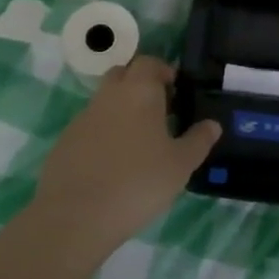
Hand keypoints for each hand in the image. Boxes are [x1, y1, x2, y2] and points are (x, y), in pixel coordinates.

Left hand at [30, 56, 221, 253]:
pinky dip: (103, 134)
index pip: (149, 62)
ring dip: (122, 110)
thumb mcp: (180, 165)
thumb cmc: (138, 182)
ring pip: (105, 101)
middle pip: (123, 75)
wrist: (75, 216)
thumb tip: (213, 124)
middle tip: (160, 111)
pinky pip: (90, 127)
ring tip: (139, 142)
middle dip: (141, 85)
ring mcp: (82, 118)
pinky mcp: (65, 141)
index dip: (163, 71)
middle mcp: (108, 96)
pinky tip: (113, 163)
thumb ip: (199, 141)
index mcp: (139, 91)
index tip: (176, 91)